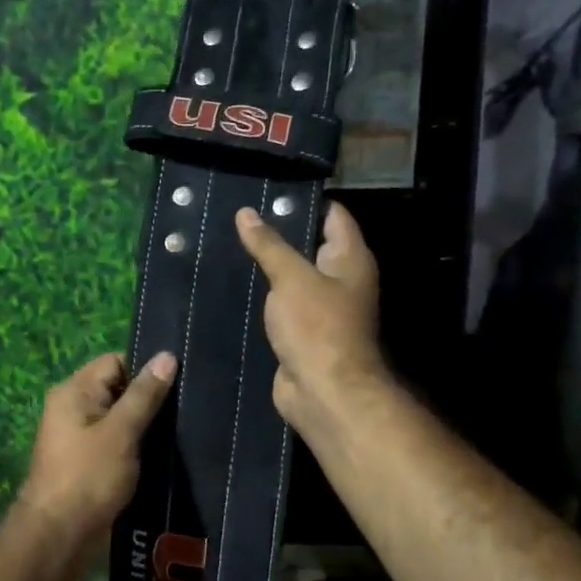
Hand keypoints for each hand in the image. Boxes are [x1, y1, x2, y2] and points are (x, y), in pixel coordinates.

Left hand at [18, 351, 177, 579]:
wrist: (59, 536)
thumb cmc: (89, 476)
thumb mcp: (122, 431)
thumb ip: (145, 395)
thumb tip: (167, 356)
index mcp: (74, 391)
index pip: (115, 362)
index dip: (144, 370)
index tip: (177, 384)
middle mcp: (73, 408)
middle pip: (118, 389)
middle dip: (148, 399)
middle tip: (186, 408)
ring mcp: (79, 437)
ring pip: (120, 418)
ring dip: (145, 425)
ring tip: (181, 431)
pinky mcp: (89, 462)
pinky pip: (117, 442)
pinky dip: (137, 446)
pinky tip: (164, 454)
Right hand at [235, 202, 387, 443]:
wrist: (324, 392)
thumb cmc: (317, 327)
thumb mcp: (291, 278)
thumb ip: (269, 244)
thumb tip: (246, 213)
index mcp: (350, 259)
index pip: (333, 215)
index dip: (304, 199)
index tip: (269, 188)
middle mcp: (341, 279)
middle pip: (311, 243)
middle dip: (278, 230)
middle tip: (240, 213)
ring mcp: (322, 307)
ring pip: (293, 275)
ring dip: (268, 263)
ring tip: (230, 240)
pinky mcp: (303, 330)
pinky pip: (282, 302)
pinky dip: (264, 292)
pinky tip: (235, 279)